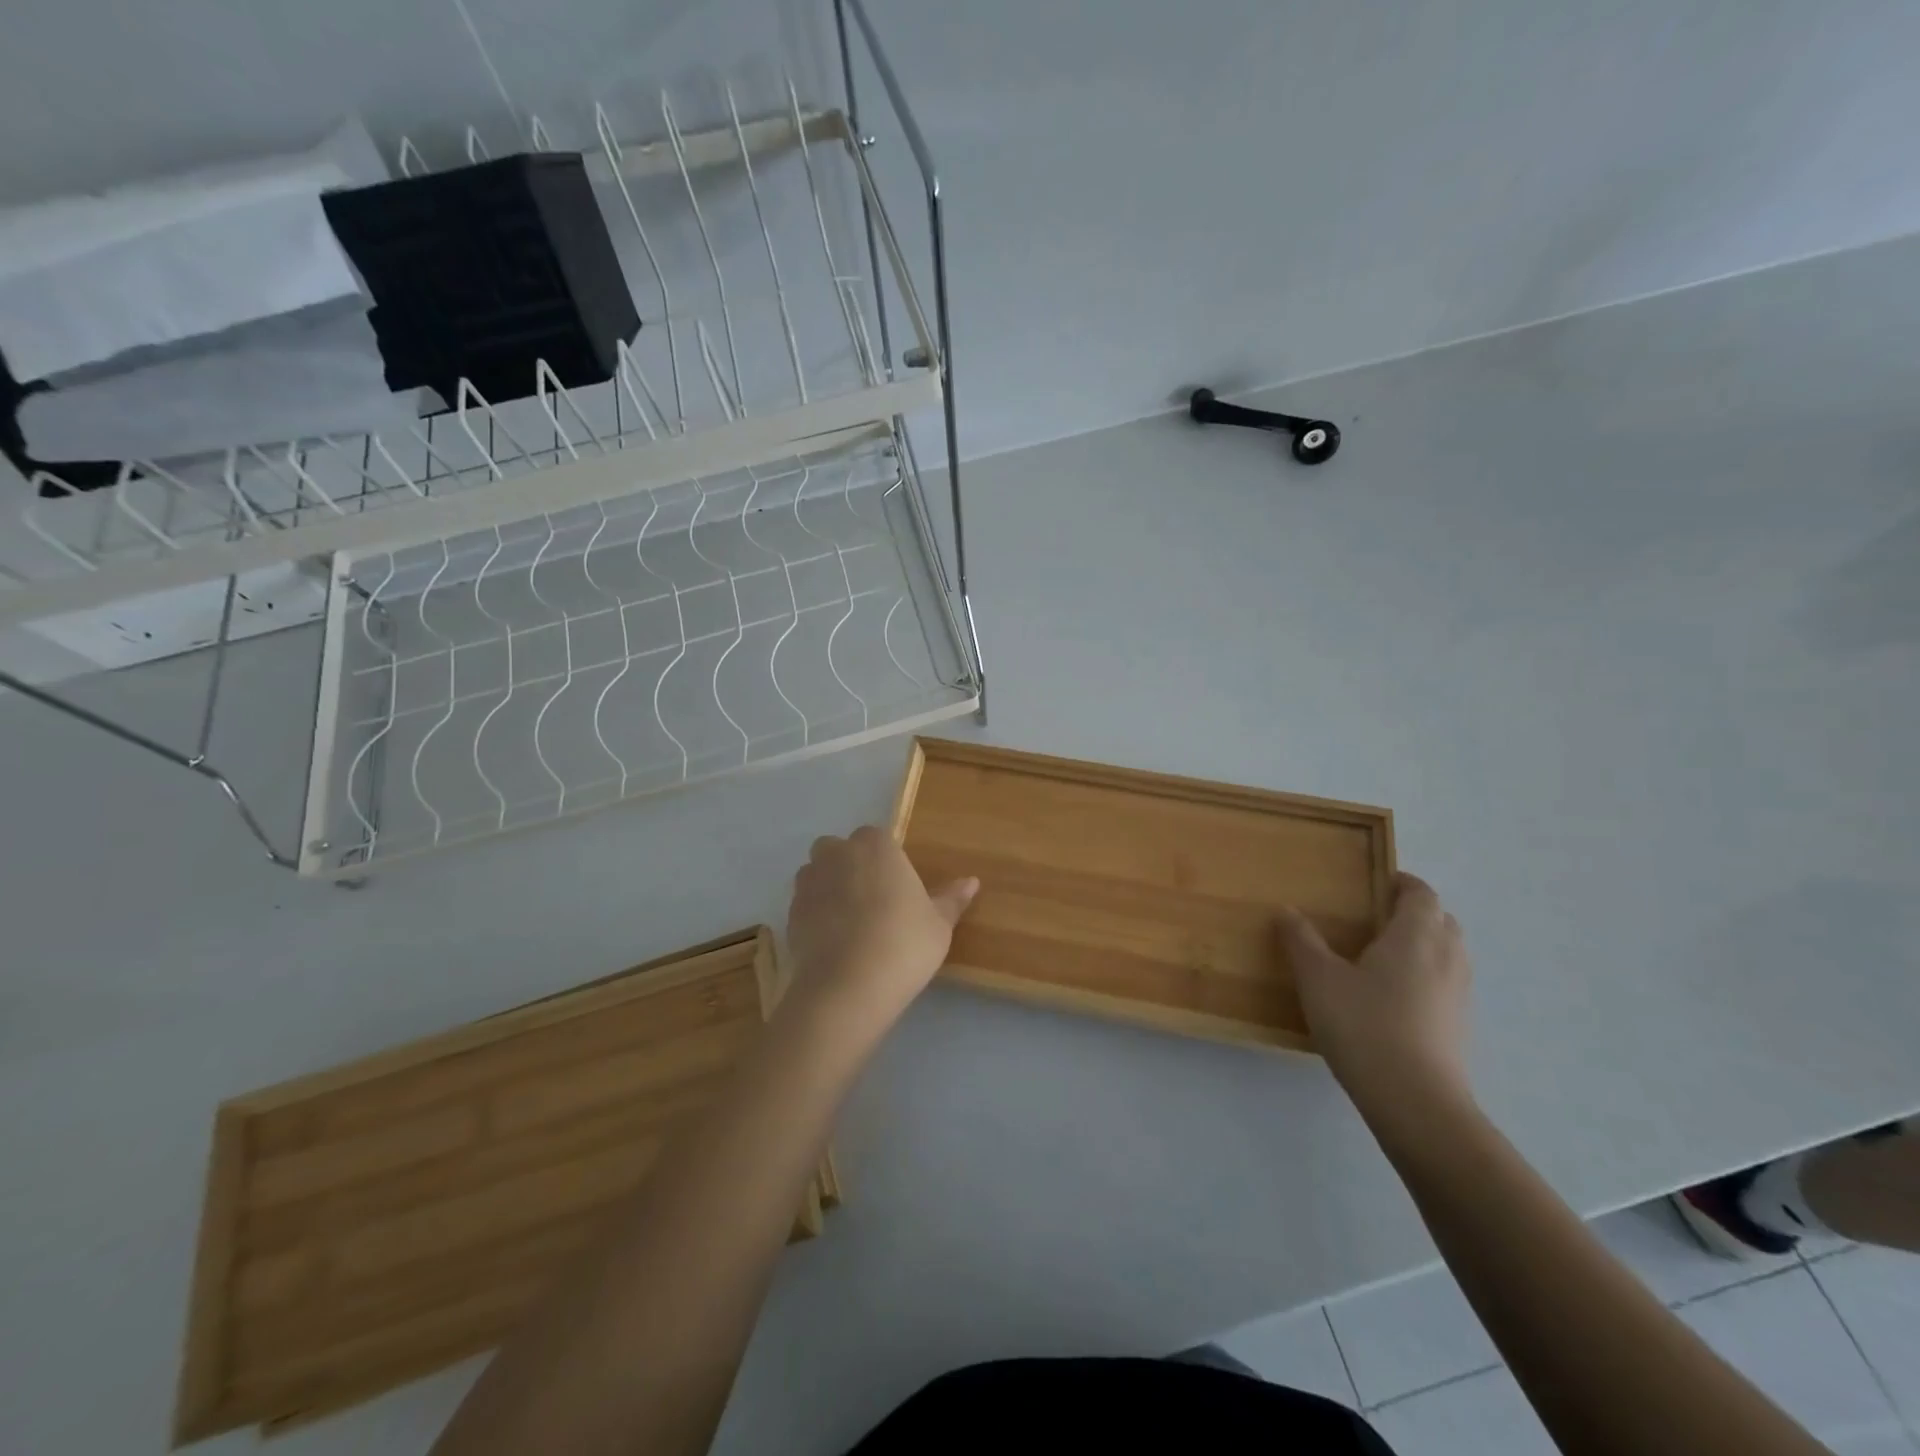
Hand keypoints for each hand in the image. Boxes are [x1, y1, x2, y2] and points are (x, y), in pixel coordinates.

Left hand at [784, 826, 978, 1027]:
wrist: (847, 986)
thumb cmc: (903, 944)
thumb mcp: (939, 924)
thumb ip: (951, 899)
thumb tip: (972, 881)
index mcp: (876, 846)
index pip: (877, 838)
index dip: (886, 861)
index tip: (897, 888)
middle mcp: (837, 854)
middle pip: (839, 850)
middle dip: (850, 866)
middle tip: (873, 902)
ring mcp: (809, 883)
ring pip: (816, 874)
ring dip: (828, 887)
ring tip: (850, 922)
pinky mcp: (790, 914)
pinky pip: (804, 905)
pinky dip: (815, 916)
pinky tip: (832, 942)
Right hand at [1278, 873, 1471, 1111]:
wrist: (1415, 1101)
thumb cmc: (1364, 1025)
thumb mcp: (1318, 978)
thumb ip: (1301, 940)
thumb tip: (1286, 910)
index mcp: (1415, 936)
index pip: (1422, 894)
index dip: (1404, 883)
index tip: (1379, 882)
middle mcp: (1447, 958)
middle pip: (1442, 921)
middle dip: (1415, 913)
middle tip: (1376, 918)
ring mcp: (1459, 994)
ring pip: (1448, 953)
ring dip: (1424, 945)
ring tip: (1382, 957)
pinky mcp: (1459, 1026)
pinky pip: (1446, 984)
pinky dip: (1426, 977)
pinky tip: (1393, 998)